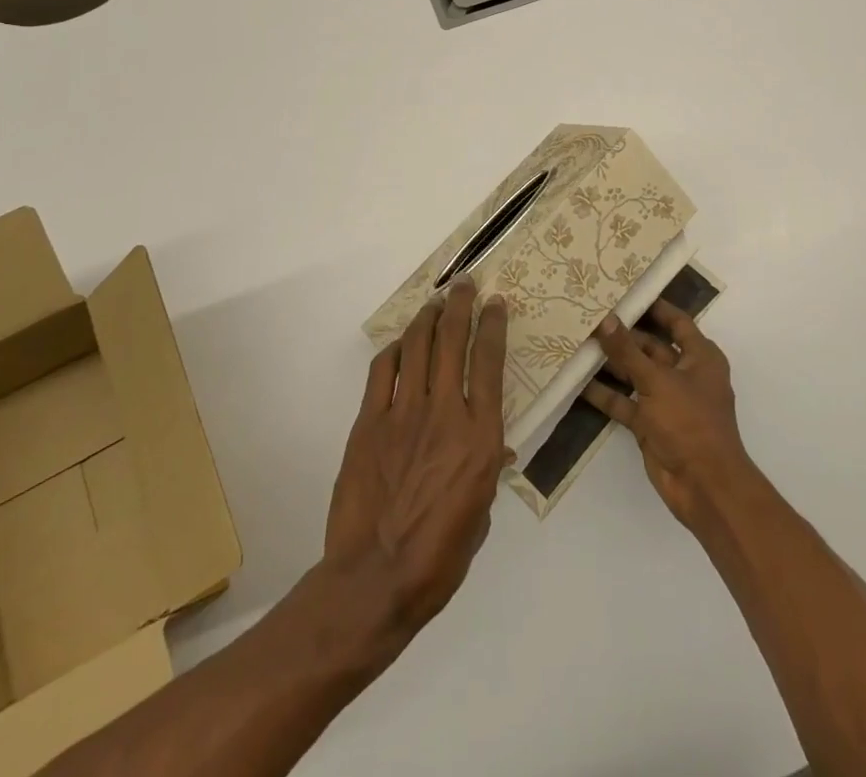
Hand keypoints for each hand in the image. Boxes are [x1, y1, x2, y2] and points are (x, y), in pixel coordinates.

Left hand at [325, 279, 511, 633]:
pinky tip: (401, 343)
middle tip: (464, 284)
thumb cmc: (439, 557)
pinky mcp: (369, 421)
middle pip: (453, 340)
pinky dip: (394, 349)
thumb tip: (496, 448)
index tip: (495, 303)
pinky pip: (383, 371)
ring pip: (418, 346)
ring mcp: (403, 413)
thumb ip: (488, 470)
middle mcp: (446, 412)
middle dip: (461, 305)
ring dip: (428, 317)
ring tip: (435, 302)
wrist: (375, 580)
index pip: (490, 362)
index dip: (493, 324)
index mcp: (481, 436)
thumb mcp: (480, 514)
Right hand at [583, 300, 753, 528]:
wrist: (704, 487)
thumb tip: (605, 318)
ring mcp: (666, 400)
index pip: (676, 322)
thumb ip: (628, 350)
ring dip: (610, 363)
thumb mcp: (657, 380)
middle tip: (590, 315)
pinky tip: (579, 382)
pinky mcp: (650, 424)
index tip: (625, 290)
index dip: (654, 306)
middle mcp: (684, 374)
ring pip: (635, 374)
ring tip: (577, 342)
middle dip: (623, 335)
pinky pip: (625, 402)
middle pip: (650, 347)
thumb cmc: (690, 423)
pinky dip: (606, 394)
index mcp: (700, 357)